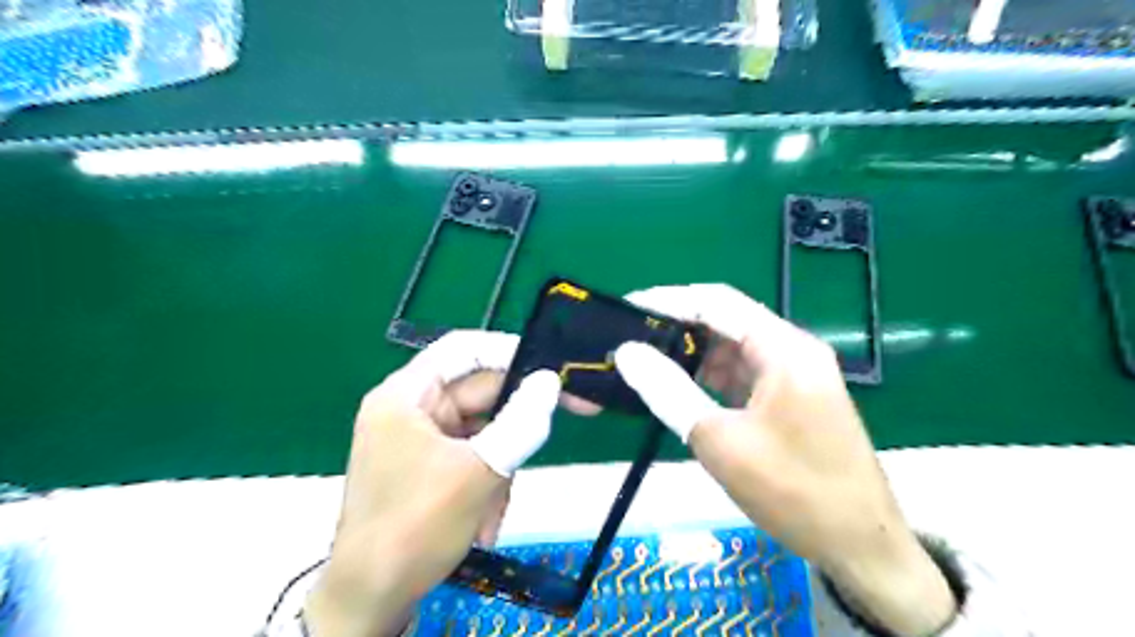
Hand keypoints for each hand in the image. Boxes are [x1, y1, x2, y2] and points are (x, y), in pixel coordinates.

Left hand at [307, 333, 558, 635]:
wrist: (371, 601)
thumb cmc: (415, 527)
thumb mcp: (477, 472)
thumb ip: (521, 422)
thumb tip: (550, 380)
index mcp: (406, 395)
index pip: (463, 349)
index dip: (508, 350)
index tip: (550, 366)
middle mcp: (413, 409)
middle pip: (480, 393)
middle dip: (513, 425)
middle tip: (561, 424)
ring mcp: (422, 439)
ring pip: (485, 430)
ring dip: (500, 467)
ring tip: (491, 508)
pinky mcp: (431, 466)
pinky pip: (475, 457)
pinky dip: (488, 483)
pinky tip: (482, 521)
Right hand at [618, 286, 950, 636]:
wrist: (860, 546)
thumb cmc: (792, 490)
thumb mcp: (719, 439)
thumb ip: (668, 390)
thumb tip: (627, 352)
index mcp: (783, 348)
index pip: (717, 301)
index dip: (669, 300)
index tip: (629, 309)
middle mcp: (793, 350)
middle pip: (726, 322)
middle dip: (678, 328)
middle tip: (632, 340)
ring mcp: (796, 374)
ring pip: (734, 349)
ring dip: (693, 355)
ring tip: (648, 364)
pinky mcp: (793, 398)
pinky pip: (744, 374)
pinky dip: (712, 378)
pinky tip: (682, 390)